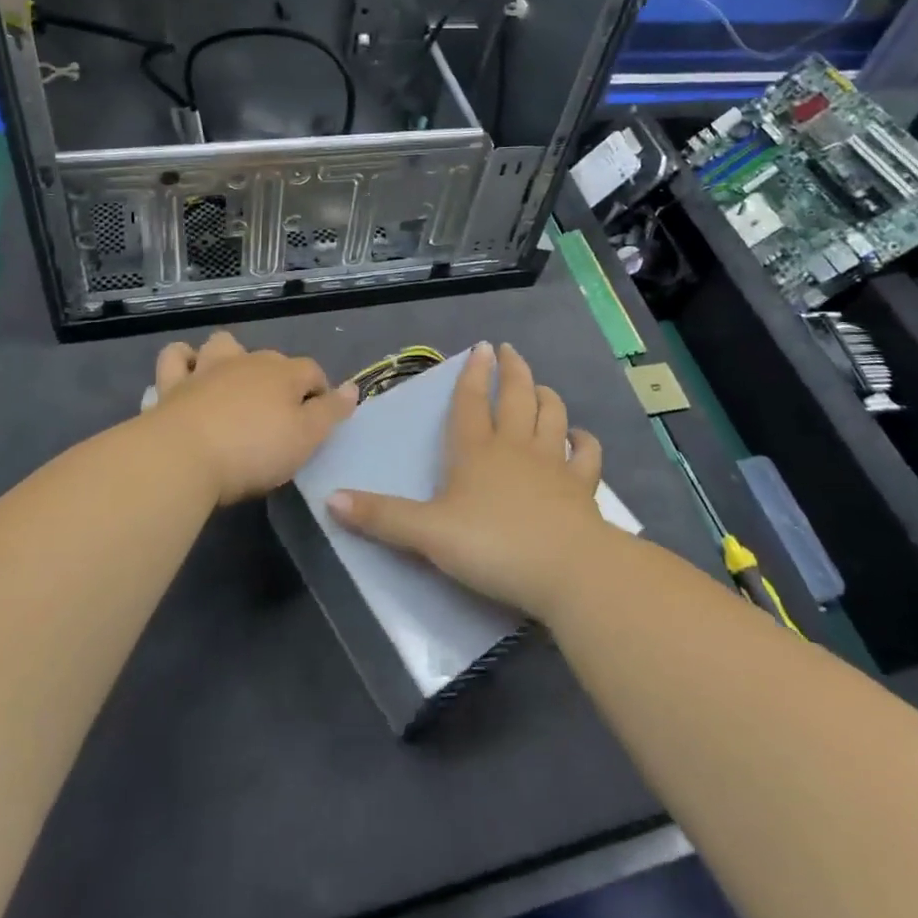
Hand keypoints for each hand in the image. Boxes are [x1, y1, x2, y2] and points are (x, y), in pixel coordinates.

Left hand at [149, 331, 357, 504]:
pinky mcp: (172, 385)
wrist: (183, 457)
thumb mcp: (306, 438)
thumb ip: (330, 412)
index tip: (319, 421)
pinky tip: (188, 375)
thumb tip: (353, 387)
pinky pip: (176, 358)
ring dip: (230, 356)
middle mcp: (248, 361)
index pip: (313, 372)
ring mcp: (207, 369)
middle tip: (279, 415)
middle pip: (272, 359)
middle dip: (279, 378)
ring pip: (223, 345)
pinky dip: (184, 361)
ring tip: (232, 382)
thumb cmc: (253, 450)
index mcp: (284, 373)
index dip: (320, 394)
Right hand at [327, 340, 618, 618]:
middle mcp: (516, 447)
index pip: (472, 402)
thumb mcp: (427, 534)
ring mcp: (554, 464)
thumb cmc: (492, 547)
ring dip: (547, 397)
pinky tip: (580, 438)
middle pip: (517, 397)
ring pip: (553, 416)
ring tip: (541, 386)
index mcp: (476, 451)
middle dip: (512, 371)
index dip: (473, 374)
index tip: (481, 348)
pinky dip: (584, 441)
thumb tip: (330, 499)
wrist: (565, 570)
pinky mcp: (582, 488)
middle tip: (509, 350)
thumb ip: (382, 517)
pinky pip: (586, 455)